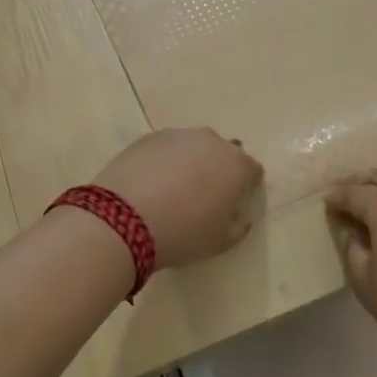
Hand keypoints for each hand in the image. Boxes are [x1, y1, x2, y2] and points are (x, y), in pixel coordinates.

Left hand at [93, 128, 263, 269]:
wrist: (123, 219)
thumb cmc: (183, 233)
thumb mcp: (221, 241)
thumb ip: (239, 224)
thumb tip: (240, 213)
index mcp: (236, 165)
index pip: (252, 170)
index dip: (247, 185)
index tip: (235, 202)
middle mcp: (212, 141)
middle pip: (224, 152)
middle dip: (219, 169)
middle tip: (204, 195)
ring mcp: (178, 135)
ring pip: (193, 146)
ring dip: (191, 162)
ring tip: (174, 188)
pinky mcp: (149, 137)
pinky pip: (166, 147)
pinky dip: (164, 161)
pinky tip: (151, 182)